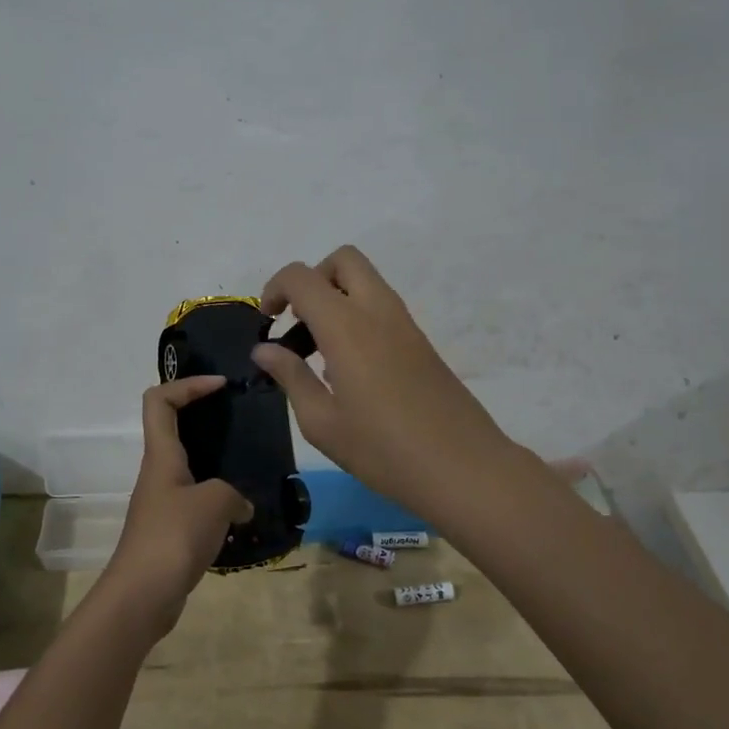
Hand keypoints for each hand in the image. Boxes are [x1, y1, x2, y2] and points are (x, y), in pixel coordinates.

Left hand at [101, 376, 253, 638]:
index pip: (159, 400)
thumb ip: (234, 494)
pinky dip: (219, 500)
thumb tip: (241, 506)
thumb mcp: (214, 503)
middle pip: (174, 429)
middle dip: (206, 418)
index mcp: (161, 456)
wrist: (142, 596)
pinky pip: (196, 501)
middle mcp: (158, 473)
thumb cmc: (173, 537)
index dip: (187, 384)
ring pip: (189, 467)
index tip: (220, 385)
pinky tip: (243, 512)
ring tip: (251, 465)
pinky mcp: (170, 530)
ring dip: (217, 462)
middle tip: (241, 420)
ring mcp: (162, 503)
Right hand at [252, 245, 518, 515]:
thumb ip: (291, 377)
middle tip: (298, 322)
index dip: (275, 288)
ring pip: (366, 282)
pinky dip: (357, 318)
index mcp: (346, 326)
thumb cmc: (383, 450)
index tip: (267, 323)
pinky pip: (382, 309)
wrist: (463, 468)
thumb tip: (264, 349)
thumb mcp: (322, 422)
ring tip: (318, 353)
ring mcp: (405, 325)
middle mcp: (378, 311)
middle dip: (313, 279)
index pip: (303, 277)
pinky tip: (349, 371)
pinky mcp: (422, 343)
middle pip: (343, 260)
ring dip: (336, 299)